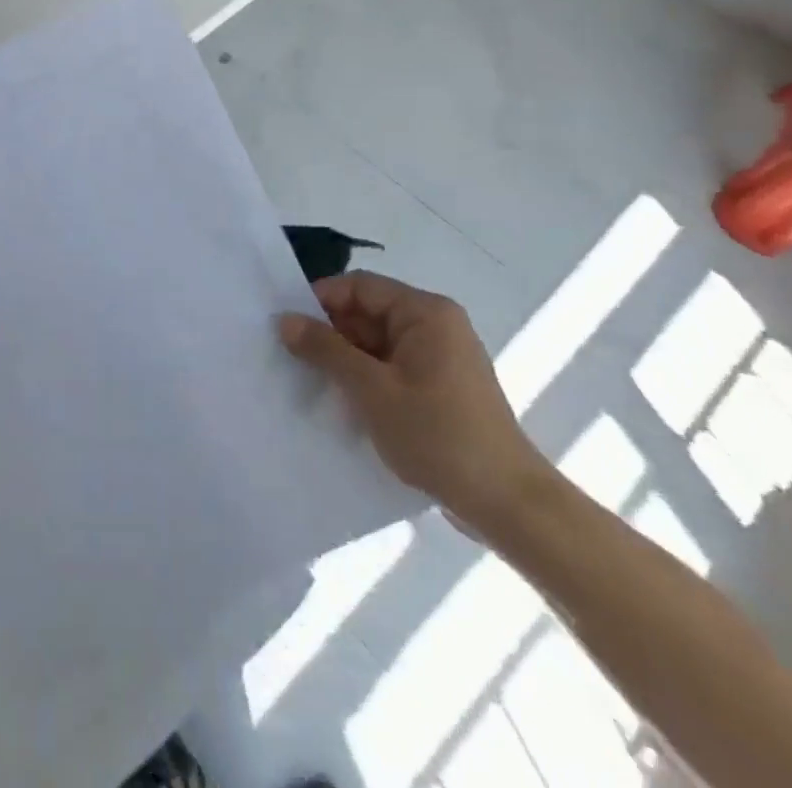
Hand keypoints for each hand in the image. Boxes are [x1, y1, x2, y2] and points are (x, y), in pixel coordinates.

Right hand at [276, 272, 553, 534]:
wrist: (507, 505)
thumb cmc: (438, 435)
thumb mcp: (371, 389)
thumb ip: (325, 349)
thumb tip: (284, 320)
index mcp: (425, 313)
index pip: (359, 286)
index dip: (320, 300)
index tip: (286, 325)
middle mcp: (436, 325)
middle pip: (367, 313)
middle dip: (329, 333)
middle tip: (288, 355)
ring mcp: (440, 358)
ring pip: (375, 343)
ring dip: (344, 359)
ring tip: (307, 379)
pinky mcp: (440, 388)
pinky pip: (390, 367)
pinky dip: (364, 378)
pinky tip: (340, 401)